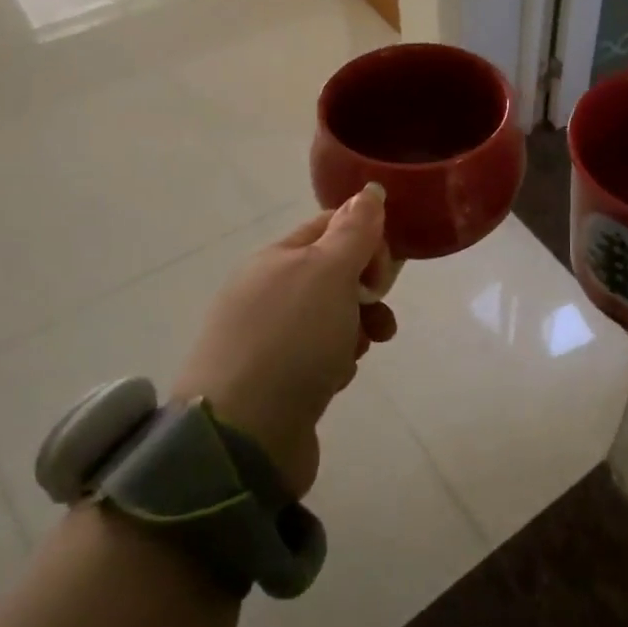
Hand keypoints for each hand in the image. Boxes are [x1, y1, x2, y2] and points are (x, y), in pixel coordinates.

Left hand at [169, 186, 396, 498]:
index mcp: (275, 259)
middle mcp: (266, 292)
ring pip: (331, 317)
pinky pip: (318, 356)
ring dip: (357, 328)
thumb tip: (371, 190)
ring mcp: (267, 338)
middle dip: (366, 290)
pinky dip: (335, 362)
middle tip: (378, 309)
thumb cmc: (292, 340)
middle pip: (333, 274)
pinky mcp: (274, 380)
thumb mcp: (329, 273)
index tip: (384, 270)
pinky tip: (336, 379)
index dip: (365, 240)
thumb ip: (354, 231)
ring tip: (363, 349)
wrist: (243, 436)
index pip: (330, 227)